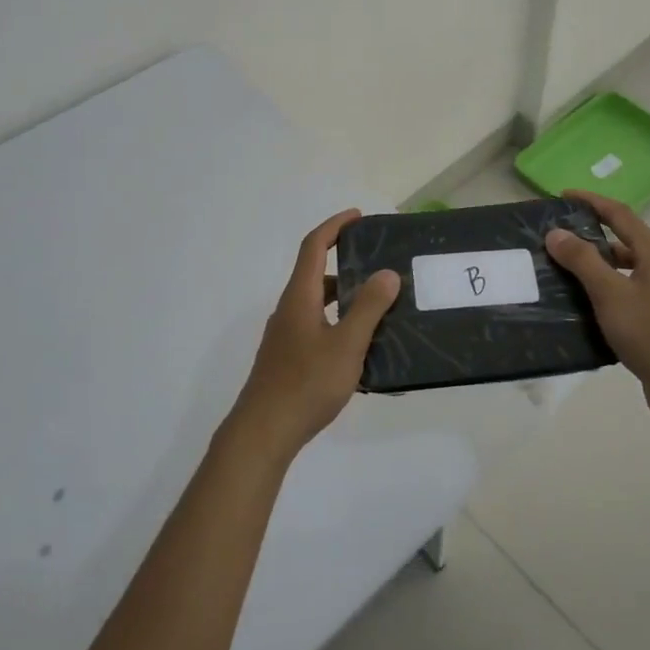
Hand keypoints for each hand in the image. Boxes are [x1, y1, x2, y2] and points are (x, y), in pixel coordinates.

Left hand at [227, 210, 400, 463]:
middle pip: (315, 274)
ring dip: (344, 296)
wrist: (264, 431)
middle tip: (379, 265)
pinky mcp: (287, 358)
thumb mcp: (346, 345)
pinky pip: (316, 326)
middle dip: (346, 263)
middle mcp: (289, 309)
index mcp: (300, 297)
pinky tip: (360, 344)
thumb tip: (386, 273)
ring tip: (378, 305)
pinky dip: (338, 321)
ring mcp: (285, 335)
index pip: (313, 247)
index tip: (358, 217)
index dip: (334, 227)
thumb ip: (368, 308)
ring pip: (317, 303)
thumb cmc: (306, 383)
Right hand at [545, 190, 649, 429]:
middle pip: (622, 242)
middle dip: (590, 236)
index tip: (564, 196)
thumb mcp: (610, 293)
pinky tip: (581, 307)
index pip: (620, 215)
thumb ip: (582, 261)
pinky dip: (602, 294)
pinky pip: (625, 296)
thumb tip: (557, 232)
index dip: (592, 202)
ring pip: (623, 271)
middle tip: (556, 239)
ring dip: (595, 268)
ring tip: (561, 273)